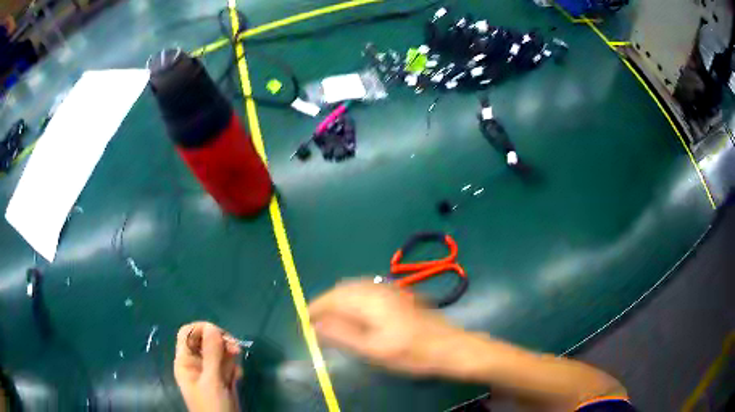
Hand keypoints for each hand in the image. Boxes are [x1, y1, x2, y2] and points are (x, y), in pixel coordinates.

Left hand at [174, 322, 242, 411]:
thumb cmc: (212, 406)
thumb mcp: (212, 381)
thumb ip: (212, 354)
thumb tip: (212, 327)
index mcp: (186, 361)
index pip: (188, 333)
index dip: (202, 329)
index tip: (220, 335)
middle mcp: (196, 364)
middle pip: (206, 341)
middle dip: (221, 343)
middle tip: (236, 349)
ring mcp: (210, 373)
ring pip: (220, 354)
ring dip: (230, 358)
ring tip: (236, 372)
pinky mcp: (222, 380)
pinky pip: (228, 366)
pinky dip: (234, 370)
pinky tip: (237, 379)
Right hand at [308, 279, 464, 375]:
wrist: (448, 346)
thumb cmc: (410, 353)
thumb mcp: (373, 349)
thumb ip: (342, 334)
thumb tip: (315, 325)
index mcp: (370, 300)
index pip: (333, 298)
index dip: (316, 307)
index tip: (304, 320)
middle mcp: (378, 289)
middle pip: (343, 289)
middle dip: (327, 303)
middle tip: (316, 321)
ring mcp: (391, 289)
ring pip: (355, 288)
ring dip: (340, 300)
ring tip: (332, 319)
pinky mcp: (399, 294)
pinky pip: (368, 290)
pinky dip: (354, 299)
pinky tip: (356, 313)